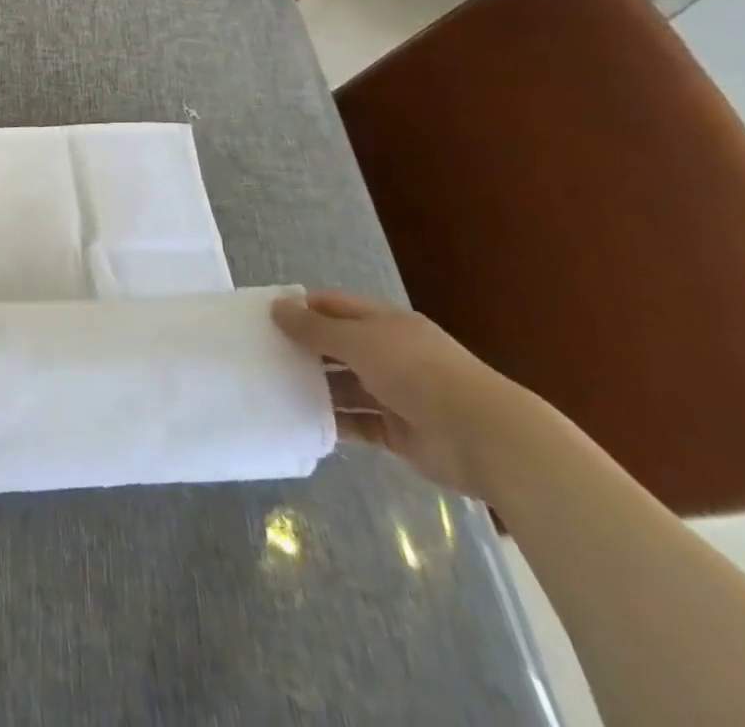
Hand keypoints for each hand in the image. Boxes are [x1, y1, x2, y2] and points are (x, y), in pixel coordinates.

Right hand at [271, 289, 531, 498]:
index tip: (264, 317)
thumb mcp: (358, 341)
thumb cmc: (417, 373)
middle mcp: (389, 354)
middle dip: (303, 349)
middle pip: (336, 346)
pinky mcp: (398, 432)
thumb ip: (314, 328)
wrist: (485, 439)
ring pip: (344, 386)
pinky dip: (333, 422)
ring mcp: (395, 394)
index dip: (300, 308)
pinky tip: (300, 420)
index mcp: (384, 323)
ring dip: (314, 388)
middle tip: (259, 354)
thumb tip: (275, 308)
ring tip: (272, 388)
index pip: (333, 307)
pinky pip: (357, 423)